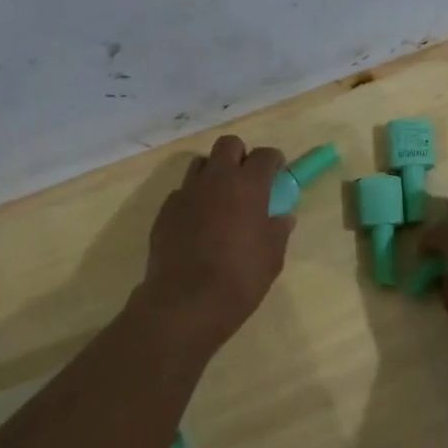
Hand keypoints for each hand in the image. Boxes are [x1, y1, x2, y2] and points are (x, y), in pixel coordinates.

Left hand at [134, 135, 294, 351]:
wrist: (186, 302)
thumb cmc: (240, 279)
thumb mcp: (272, 258)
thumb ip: (278, 231)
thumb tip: (283, 217)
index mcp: (247, 187)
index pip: (264, 155)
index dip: (274, 160)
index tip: (277, 172)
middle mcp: (215, 180)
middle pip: (228, 145)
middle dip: (240, 155)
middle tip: (247, 179)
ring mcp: (186, 193)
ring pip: (201, 164)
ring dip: (214, 172)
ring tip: (222, 198)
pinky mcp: (165, 211)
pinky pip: (182, 192)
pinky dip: (194, 199)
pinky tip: (199, 223)